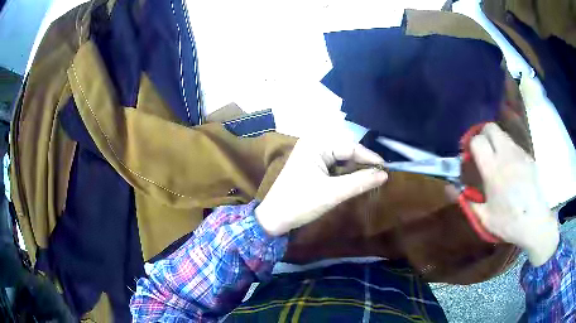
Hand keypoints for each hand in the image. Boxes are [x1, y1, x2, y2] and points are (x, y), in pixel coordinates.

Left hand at [255, 138, 387, 235]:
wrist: (274, 219)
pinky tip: (354, 181)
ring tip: (369, 179)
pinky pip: (334, 165)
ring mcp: (311, 155)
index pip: (350, 146)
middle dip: (362, 163)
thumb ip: (360, 182)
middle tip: (379, 176)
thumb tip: (385, 174)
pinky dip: (345, 173)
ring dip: (354, 169)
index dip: (370, 158)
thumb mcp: (333, 193)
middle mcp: (314, 145)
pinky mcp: (311, 166)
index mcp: (316, 144)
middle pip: (346, 150)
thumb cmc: (300, 203)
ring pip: (341, 158)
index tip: (386, 170)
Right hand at [469, 123, 558, 265]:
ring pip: (503, 135)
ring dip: (496, 142)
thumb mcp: (484, 218)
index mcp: (493, 169)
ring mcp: (519, 154)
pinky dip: (508, 151)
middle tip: (482, 151)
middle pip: (491, 127)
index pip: (477, 140)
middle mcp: (506, 155)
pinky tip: (511, 170)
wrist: (535, 222)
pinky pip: (514, 146)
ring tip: (497, 162)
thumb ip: (466, 201)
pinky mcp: (528, 157)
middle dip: (483, 135)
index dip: (470, 145)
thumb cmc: (508, 222)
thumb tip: (450, 189)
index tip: (469, 156)